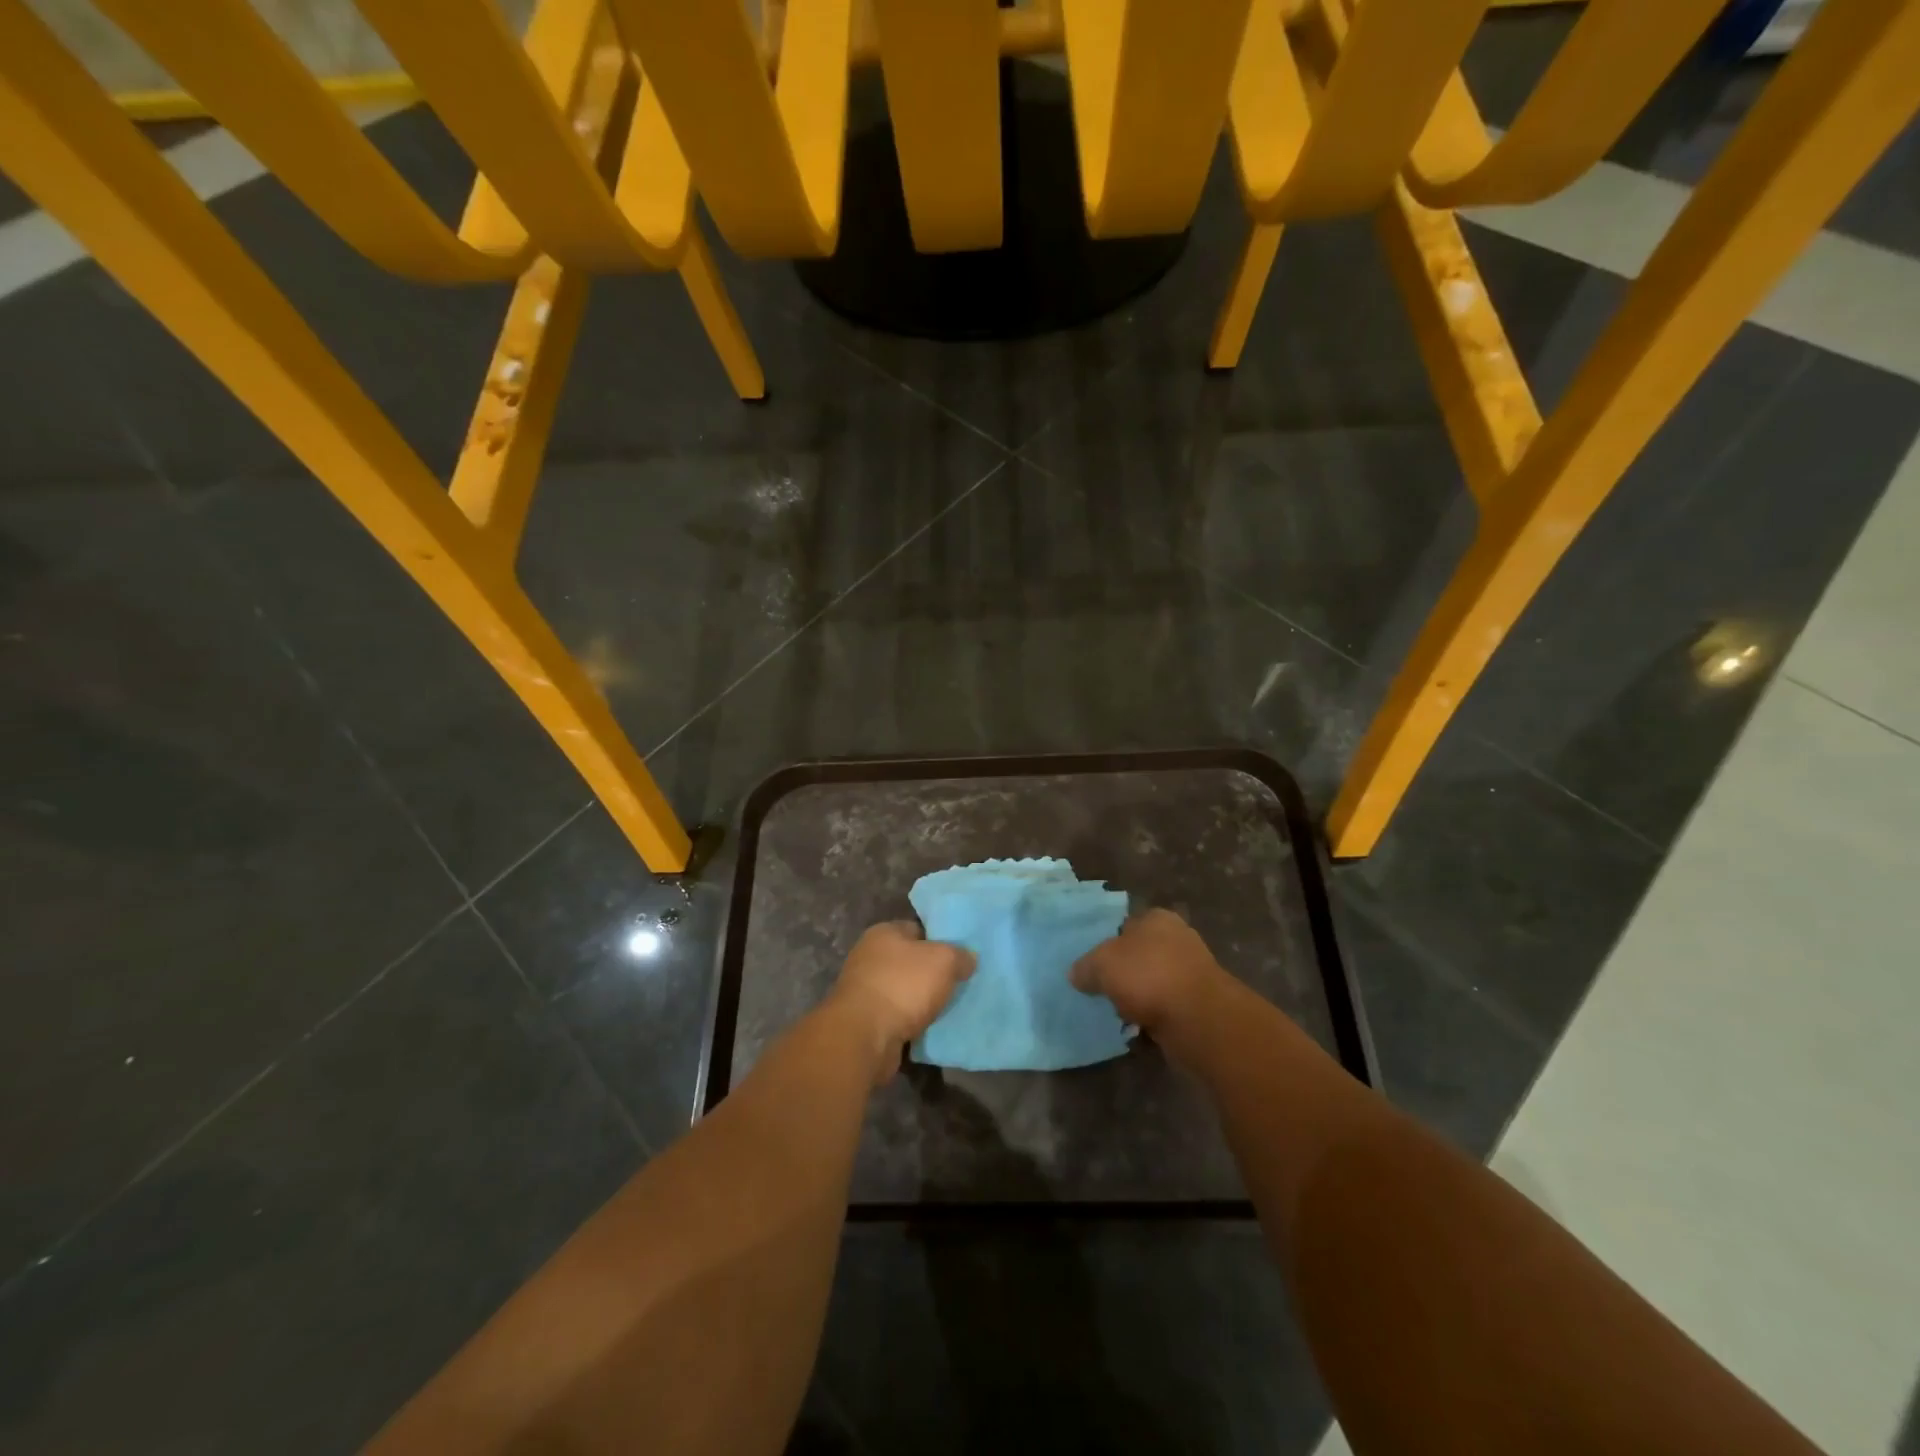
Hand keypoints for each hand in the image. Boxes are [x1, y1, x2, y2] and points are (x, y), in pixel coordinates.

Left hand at [827, 921, 975, 1083]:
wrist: (864, 1037)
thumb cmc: (903, 986)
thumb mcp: (943, 961)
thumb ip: (960, 955)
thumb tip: (968, 958)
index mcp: (884, 932)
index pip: (918, 928)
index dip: (941, 939)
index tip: (961, 955)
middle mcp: (870, 956)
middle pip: (911, 960)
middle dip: (933, 972)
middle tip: (960, 982)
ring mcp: (865, 989)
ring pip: (904, 990)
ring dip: (922, 1000)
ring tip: (949, 1007)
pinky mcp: (865, 1020)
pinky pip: (897, 1015)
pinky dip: (911, 1021)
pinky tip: (931, 1028)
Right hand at [1071, 909, 1235, 1054]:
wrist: (1198, 1019)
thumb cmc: (1148, 976)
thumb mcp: (1101, 964)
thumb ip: (1085, 967)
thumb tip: (1076, 974)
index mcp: (1156, 918)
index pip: (1125, 924)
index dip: (1107, 943)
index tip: (1093, 965)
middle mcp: (1178, 938)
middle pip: (1140, 954)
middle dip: (1124, 972)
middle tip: (1102, 990)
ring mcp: (1192, 971)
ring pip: (1153, 982)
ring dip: (1139, 997)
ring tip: (1118, 1012)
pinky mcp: (1199, 1002)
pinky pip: (1166, 1006)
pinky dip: (1154, 1015)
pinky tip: (1139, 1027)